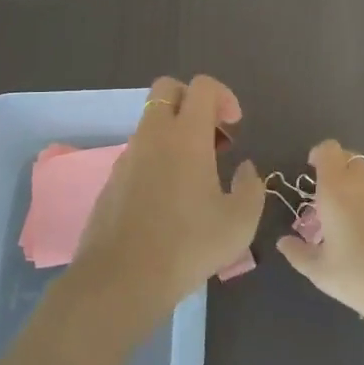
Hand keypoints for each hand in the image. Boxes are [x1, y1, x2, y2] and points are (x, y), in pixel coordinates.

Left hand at [71, 76, 265, 310]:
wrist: (121, 278)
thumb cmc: (188, 245)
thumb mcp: (240, 221)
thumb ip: (251, 187)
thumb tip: (245, 168)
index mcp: (185, 135)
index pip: (202, 86)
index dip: (224, 96)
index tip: (235, 126)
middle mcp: (153, 135)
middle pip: (168, 88)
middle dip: (193, 101)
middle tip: (213, 137)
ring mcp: (128, 155)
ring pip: (152, 122)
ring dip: (176, 132)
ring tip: (197, 174)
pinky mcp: (112, 178)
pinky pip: (139, 151)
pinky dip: (158, 158)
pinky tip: (170, 198)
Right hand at [276, 141, 363, 322]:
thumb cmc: (361, 275)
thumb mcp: (321, 272)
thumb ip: (298, 253)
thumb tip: (284, 241)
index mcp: (337, 187)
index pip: (328, 150)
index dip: (318, 155)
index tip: (312, 170)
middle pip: (349, 160)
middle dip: (337, 173)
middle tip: (328, 202)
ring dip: (357, 189)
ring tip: (352, 221)